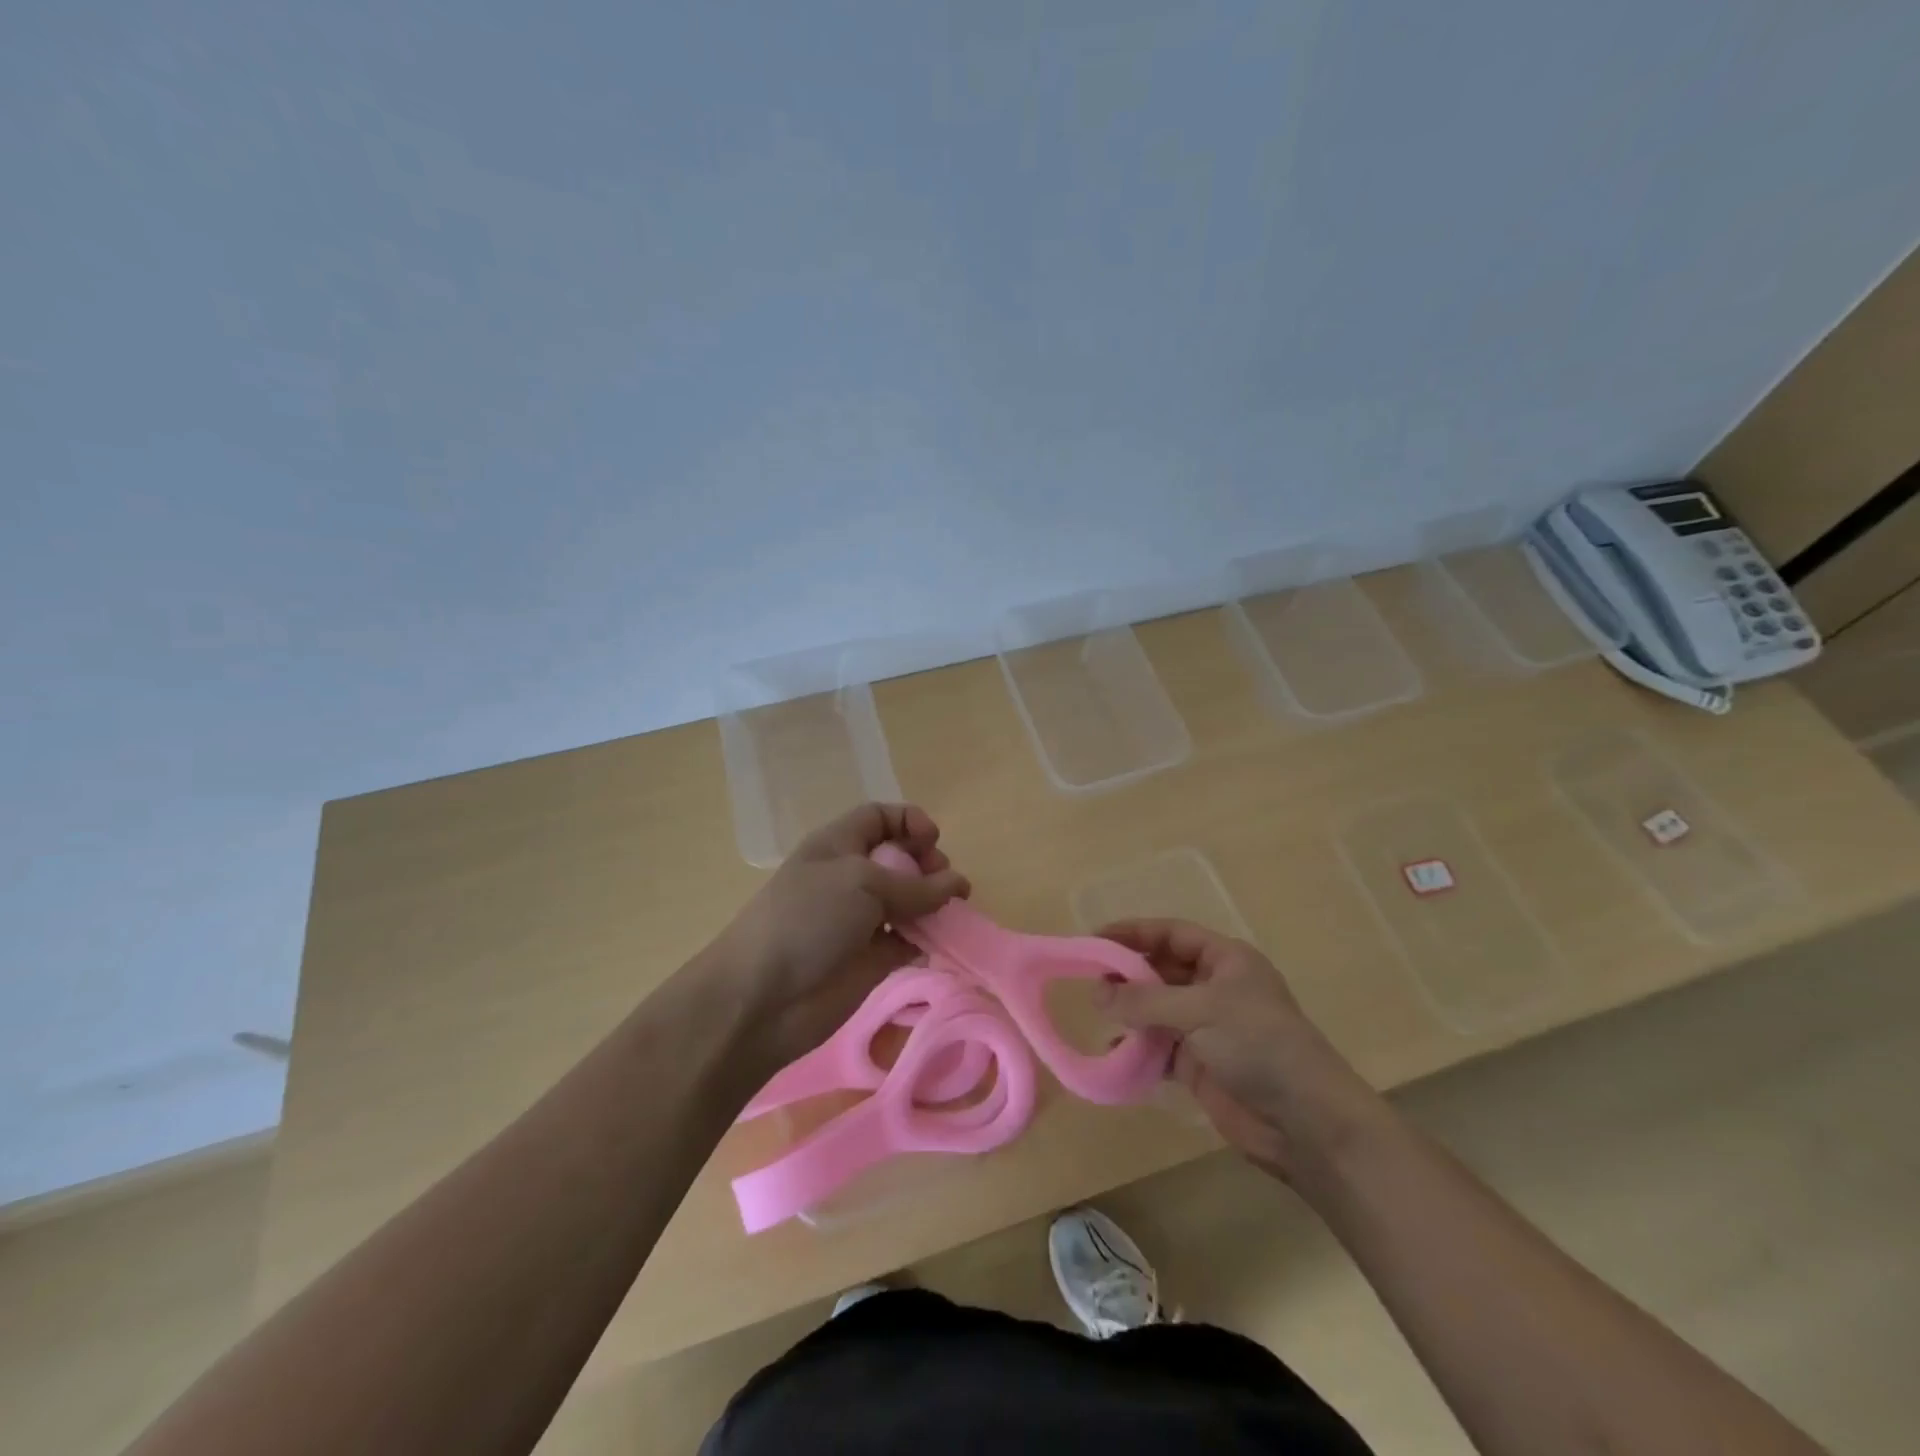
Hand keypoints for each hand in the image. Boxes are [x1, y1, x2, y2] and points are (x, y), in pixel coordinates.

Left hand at [714, 803, 969, 1066]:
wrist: (762, 997)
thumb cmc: (808, 919)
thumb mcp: (862, 884)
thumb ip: (916, 885)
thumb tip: (958, 884)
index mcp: (838, 845)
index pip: (879, 818)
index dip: (909, 821)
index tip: (933, 841)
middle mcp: (851, 878)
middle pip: (901, 858)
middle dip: (928, 864)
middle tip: (945, 883)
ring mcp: (862, 920)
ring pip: (910, 902)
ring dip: (934, 904)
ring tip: (952, 913)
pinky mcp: (873, 960)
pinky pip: (910, 941)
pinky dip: (928, 940)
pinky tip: (941, 942)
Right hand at [1097, 920, 1384, 1180]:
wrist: (1306, 1123)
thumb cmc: (1258, 1046)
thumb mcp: (1201, 1011)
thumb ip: (1145, 1000)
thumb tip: (1097, 992)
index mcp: (1226, 960)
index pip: (1172, 934)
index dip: (1134, 932)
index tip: (1094, 937)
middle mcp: (1215, 988)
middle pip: (1161, 970)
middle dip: (1127, 973)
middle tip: (1089, 979)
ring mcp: (1207, 1028)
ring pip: (1157, 1009)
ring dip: (1129, 1011)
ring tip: (1096, 1014)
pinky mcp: (1200, 1065)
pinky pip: (1159, 1047)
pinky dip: (1136, 1048)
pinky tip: (1114, 1052)